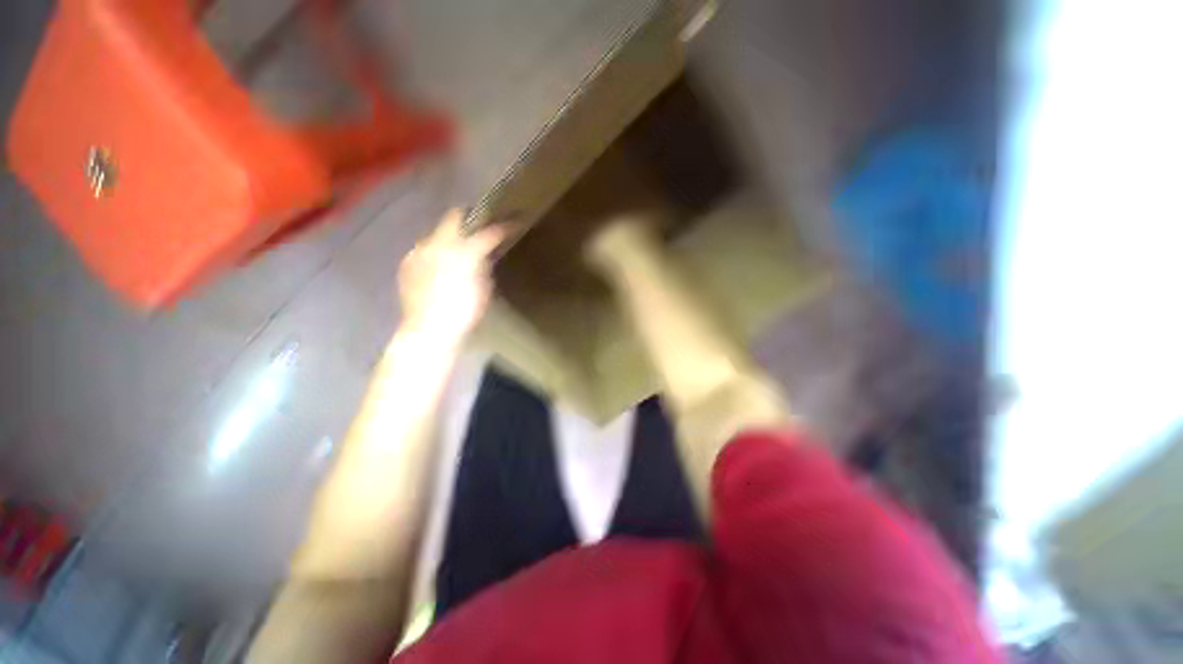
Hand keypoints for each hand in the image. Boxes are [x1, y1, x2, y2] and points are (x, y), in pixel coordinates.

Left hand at [398, 208, 510, 348]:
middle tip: (481, 227)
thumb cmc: (463, 312)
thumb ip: (484, 266)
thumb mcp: (483, 289)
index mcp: (461, 252)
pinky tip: (439, 267)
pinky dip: (435, 253)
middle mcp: (437, 244)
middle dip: (468, 220)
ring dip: (450, 238)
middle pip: (453, 219)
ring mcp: (418, 252)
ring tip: (458, 250)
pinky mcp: (406, 264)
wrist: (429, 330)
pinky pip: (424, 250)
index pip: (485, 232)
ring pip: (437, 234)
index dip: (499, 227)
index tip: (510, 224)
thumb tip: (483, 256)